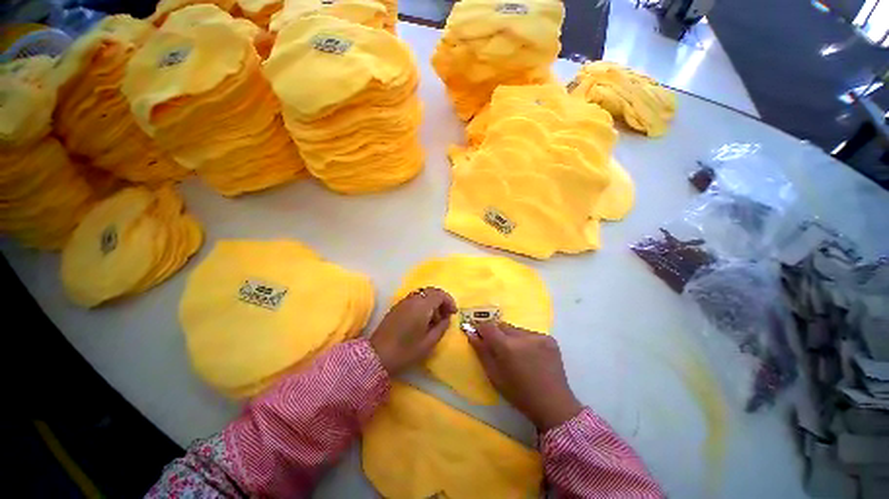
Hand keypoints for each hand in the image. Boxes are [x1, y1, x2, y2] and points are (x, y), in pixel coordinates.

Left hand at [370, 287, 457, 375]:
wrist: (377, 356)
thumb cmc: (406, 351)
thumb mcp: (429, 342)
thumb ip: (441, 327)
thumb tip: (447, 318)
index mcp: (422, 306)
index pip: (440, 294)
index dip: (449, 301)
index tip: (453, 313)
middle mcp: (413, 299)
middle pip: (431, 291)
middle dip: (441, 300)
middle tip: (446, 315)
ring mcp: (403, 302)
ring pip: (422, 294)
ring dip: (432, 302)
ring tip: (434, 319)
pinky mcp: (397, 307)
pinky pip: (414, 299)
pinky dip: (422, 304)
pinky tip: (422, 319)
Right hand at [468, 322, 581, 430]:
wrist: (553, 404)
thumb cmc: (519, 394)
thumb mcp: (495, 376)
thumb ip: (482, 352)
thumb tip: (471, 334)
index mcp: (506, 346)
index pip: (488, 327)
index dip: (481, 328)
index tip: (478, 334)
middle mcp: (522, 336)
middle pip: (502, 326)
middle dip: (497, 334)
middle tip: (499, 349)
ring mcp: (538, 336)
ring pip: (516, 330)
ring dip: (512, 337)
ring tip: (517, 355)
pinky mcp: (549, 338)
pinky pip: (530, 334)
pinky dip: (526, 341)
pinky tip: (531, 356)